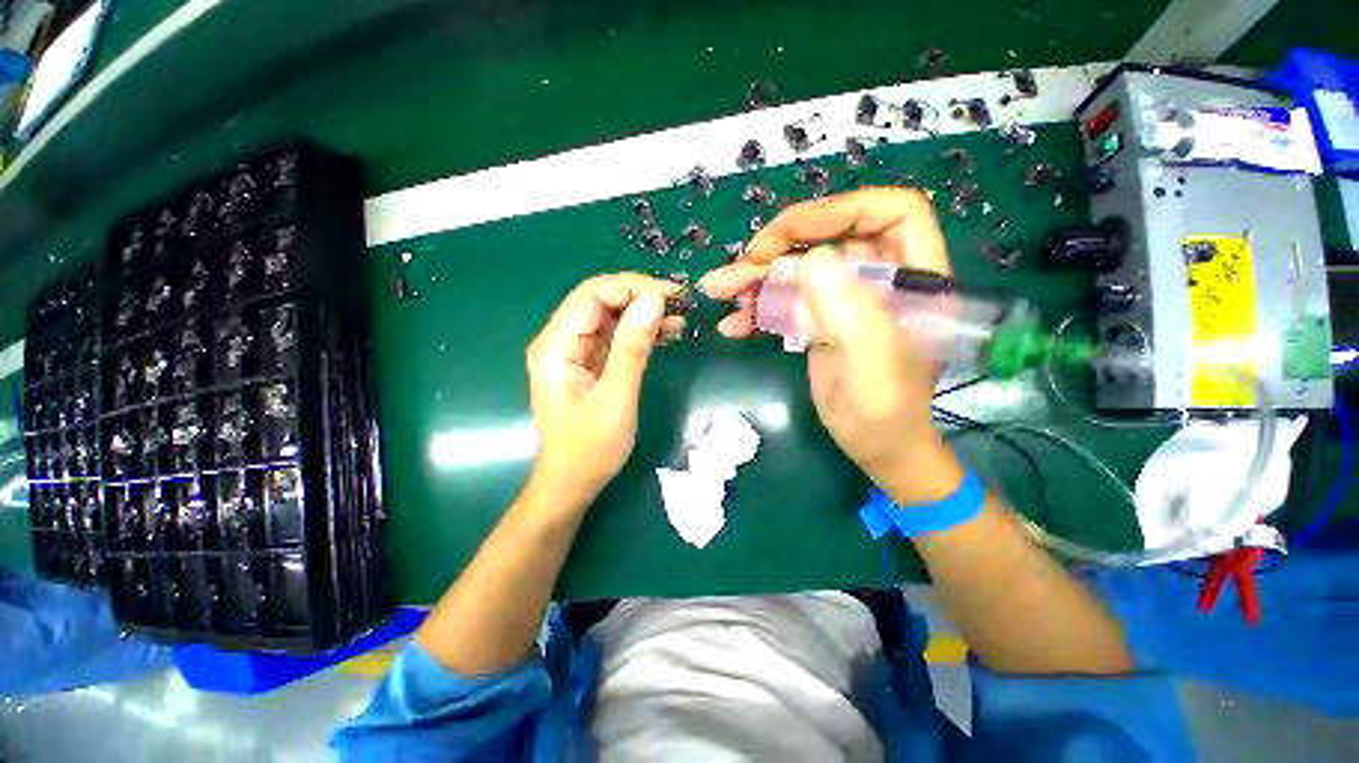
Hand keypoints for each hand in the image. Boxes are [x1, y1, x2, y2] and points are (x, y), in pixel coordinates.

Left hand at [526, 273, 684, 505]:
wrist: (574, 482)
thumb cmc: (590, 448)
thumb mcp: (616, 398)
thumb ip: (632, 348)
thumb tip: (654, 301)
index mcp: (556, 346)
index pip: (592, 294)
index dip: (631, 286)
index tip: (670, 296)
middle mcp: (561, 341)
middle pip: (601, 301)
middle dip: (641, 297)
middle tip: (680, 306)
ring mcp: (575, 352)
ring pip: (611, 316)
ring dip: (644, 314)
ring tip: (679, 320)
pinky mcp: (590, 363)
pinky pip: (615, 336)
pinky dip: (640, 332)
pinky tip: (665, 334)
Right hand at [699, 188, 962, 501]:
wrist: (874, 447)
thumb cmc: (885, 411)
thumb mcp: (872, 363)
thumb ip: (849, 308)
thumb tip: (812, 259)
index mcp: (911, 277)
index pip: (890, 212)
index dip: (842, 210)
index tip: (795, 234)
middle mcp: (878, 278)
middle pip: (830, 237)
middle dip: (782, 245)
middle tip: (744, 263)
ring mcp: (844, 299)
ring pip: (798, 269)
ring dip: (756, 277)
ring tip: (718, 288)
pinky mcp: (819, 320)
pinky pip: (785, 301)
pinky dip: (756, 309)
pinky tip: (731, 324)